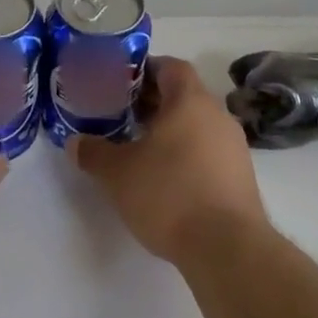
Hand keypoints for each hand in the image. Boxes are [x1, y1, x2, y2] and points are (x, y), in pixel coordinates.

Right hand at [69, 56, 266, 266]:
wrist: (228, 250)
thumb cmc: (169, 194)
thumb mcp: (118, 173)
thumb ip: (94, 153)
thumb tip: (75, 143)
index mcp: (190, 100)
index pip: (170, 67)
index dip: (145, 70)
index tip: (120, 84)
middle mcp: (217, 115)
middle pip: (183, 95)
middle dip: (153, 102)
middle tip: (122, 116)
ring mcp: (234, 147)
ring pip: (197, 124)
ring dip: (171, 130)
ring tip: (141, 149)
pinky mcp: (242, 178)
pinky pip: (209, 151)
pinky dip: (188, 155)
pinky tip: (167, 179)